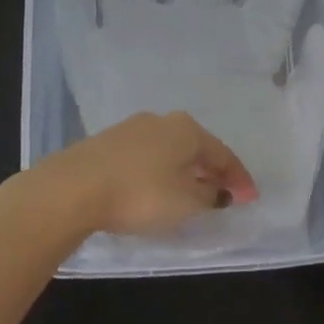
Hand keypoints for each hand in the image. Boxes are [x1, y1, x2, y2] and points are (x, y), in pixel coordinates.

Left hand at [30, 110, 258, 240]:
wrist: (72, 189)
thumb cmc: (140, 194)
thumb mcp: (186, 203)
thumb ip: (208, 196)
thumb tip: (216, 191)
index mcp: (187, 129)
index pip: (223, 154)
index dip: (240, 179)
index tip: (251, 199)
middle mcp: (162, 121)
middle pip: (196, 148)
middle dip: (211, 171)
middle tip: (223, 194)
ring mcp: (130, 129)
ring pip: (169, 152)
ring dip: (184, 172)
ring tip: (189, 194)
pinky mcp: (105, 144)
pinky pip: (145, 158)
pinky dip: (158, 173)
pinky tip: (154, 190)